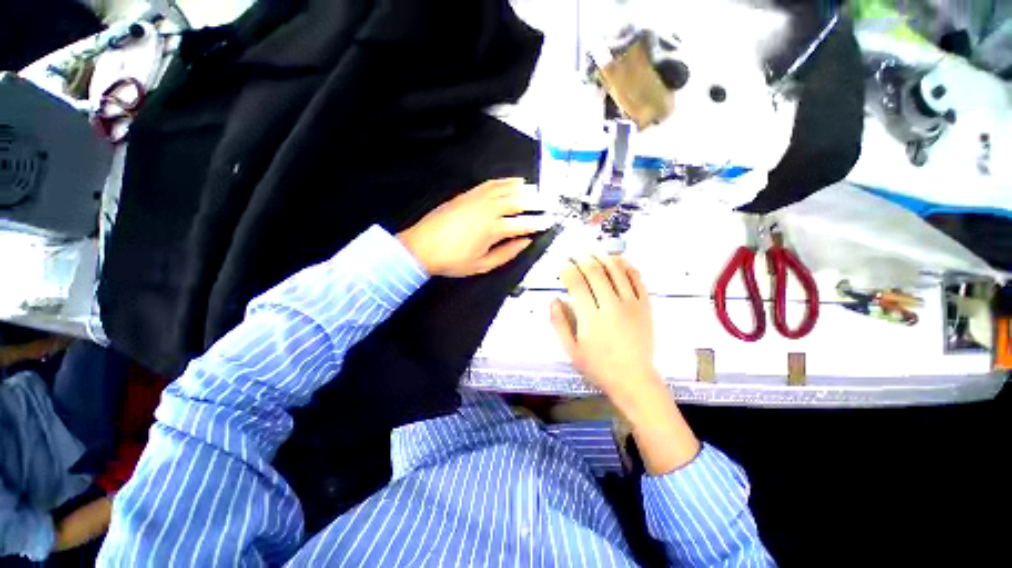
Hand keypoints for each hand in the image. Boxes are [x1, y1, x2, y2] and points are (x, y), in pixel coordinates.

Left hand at [397, 178, 554, 276]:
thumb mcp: (483, 265)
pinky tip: (514, 181)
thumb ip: (507, 253)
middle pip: (519, 201)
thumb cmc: (453, 260)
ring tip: (536, 191)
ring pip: (507, 189)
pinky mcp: (468, 194)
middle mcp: (489, 210)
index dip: (538, 223)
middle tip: (548, 203)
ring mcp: (478, 199)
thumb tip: (525, 242)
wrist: (422, 246)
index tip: (550, 221)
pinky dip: (506, 181)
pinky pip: (491, 183)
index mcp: (493, 230)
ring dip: (524, 189)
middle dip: (537, 202)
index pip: (523, 224)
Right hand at [550, 254, 658, 402]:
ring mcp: (631, 304)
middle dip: (582, 259)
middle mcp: (611, 306)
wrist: (634, 378)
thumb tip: (554, 299)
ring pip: (616, 270)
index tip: (561, 266)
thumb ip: (559, 323)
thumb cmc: (598, 366)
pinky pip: (637, 278)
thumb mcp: (571, 350)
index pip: (576, 283)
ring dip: (602, 257)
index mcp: (591, 318)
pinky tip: (618, 260)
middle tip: (574, 255)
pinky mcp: (645, 305)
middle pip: (595, 272)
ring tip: (593, 253)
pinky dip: (627, 265)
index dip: (567, 270)